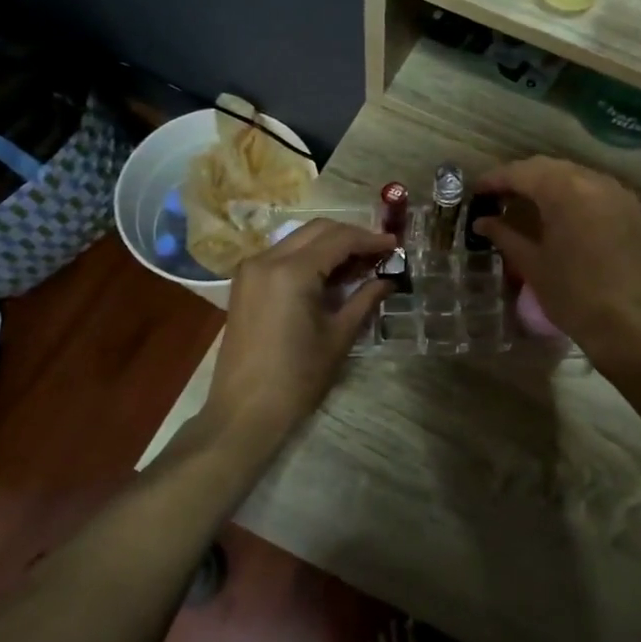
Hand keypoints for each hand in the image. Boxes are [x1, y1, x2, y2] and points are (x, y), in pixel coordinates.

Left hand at [202, 220, 394, 454]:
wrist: (245, 411)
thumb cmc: (297, 377)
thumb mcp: (338, 336)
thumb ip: (365, 298)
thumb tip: (389, 279)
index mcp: (292, 271)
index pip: (339, 239)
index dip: (371, 239)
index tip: (396, 246)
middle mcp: (267, 259)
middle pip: (317, 230)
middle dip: (351, 236)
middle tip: (379, 253)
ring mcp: (251, 270)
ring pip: (298, 239)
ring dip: (330, 245)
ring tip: (360, 264)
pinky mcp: (245, 283)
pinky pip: (282, 255)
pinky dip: (309, 257)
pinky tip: (330, 275)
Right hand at [473, 158, 640, 369]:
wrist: (628, 323)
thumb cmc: (572, 295)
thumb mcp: (531, 264)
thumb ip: (504, 235)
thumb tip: (482, 222)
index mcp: (564, 191)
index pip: (521, 173)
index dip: (495, 179)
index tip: (476, 191)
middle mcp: (591, 181)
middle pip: (546, 167)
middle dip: (519, 177)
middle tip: (496, 195)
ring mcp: (614, 192)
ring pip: (571, 173)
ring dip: (545, 182)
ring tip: (523, 201)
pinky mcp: (628, 207)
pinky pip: (592, 186)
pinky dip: (569, 191)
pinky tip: (556, 209)